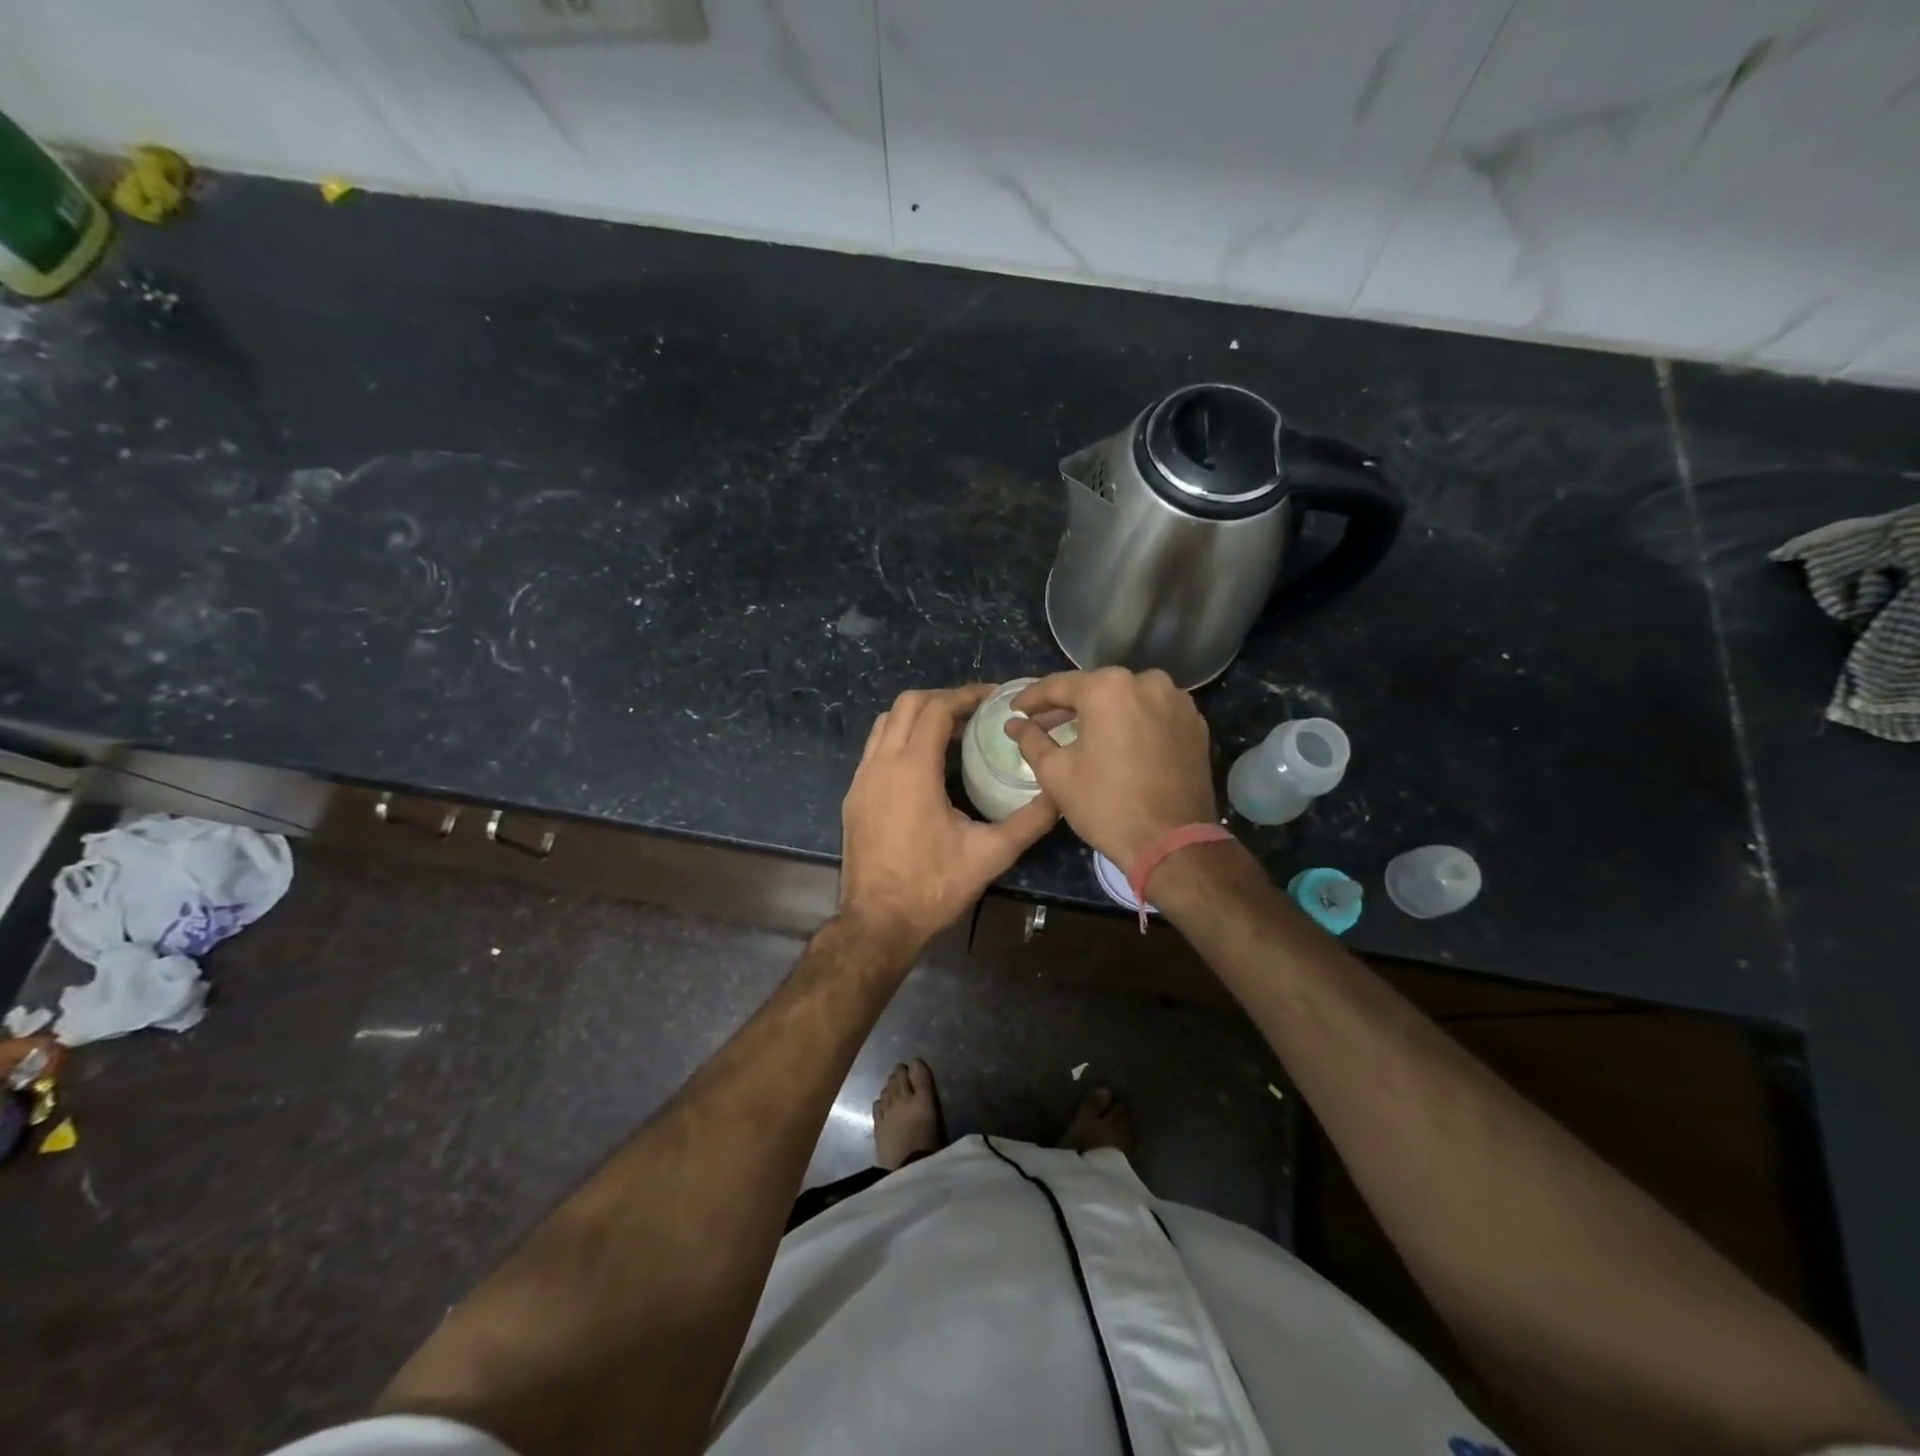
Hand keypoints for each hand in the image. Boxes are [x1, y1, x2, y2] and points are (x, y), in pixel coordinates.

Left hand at [838, 685, 1057, 961]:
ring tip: (952, 730)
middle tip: (975, 710)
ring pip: (885, 724)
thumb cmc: (933, 887)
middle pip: (906, 704)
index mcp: (912, 769)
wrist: (877, 923)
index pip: (935, 708)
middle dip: (941, 698)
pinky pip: (875, 749)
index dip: (965, 696)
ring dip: (917, 716)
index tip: (992, 696)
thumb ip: (1029, 821)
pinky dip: (900, 738)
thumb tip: (1061, 795)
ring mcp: (861, 779)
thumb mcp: (990, 854)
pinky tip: (924, 762)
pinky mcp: (853, 797)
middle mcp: (881, 764)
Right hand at [1007, 668, 1216, 868]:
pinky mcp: (1195, 724)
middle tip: (1043, 724)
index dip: (1031, 698)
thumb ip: (1031, 739)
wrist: (1172, 843)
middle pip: (1096, 689)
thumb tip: (1015, 723)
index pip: (1058, 685)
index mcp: (1109, 688)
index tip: (1015, 711)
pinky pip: (1153, 714)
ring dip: (1102, 713)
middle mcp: (1147, 682)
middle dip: (1067, 706)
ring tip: (1080, 735)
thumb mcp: (1055, 772)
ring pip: (1127, 699)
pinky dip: (1131, 723)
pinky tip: (1117, 744)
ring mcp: (1177, 701)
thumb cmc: (1105, 804)